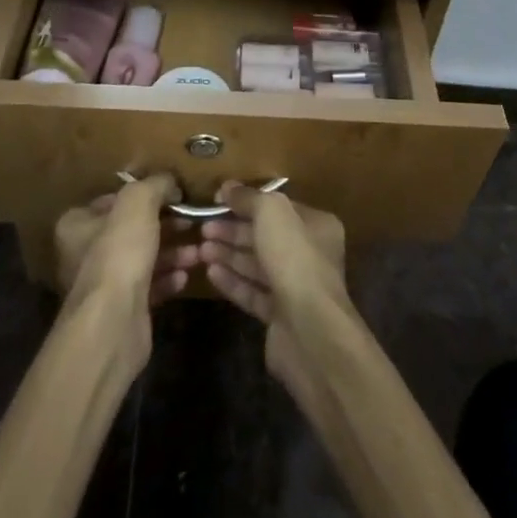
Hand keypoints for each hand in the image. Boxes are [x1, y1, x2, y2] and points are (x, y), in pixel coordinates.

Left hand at [55, 175, 199, 374]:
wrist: (113, 322)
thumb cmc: (119, 253)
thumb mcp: (138, 202)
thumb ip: (155, 185)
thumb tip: (170, 182)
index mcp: (77, 224)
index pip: (112, 200)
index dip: (142, 195)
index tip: (171, 194)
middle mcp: (84, 253)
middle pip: (131, 229)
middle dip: (165, 224)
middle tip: (191, 220)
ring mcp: (103, 284)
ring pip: (144, 258)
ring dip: (173, 253)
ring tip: (198, 251)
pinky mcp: (122, 309)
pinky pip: (150, 286)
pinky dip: (168, 279)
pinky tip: (186, 276)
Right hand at [199, 183, 348, 408]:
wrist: (309, 330)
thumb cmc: (294, 259)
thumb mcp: (271, 213)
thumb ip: (249, 197)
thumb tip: (228, 187)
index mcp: (316, 225)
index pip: (278, 208)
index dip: (248, 202)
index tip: (217, 200)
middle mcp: (309, 254)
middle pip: (265, 236)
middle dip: (233, 230)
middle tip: (202, 228)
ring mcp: (295, 287)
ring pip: (257, 264)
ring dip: (229, 255)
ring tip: (201, 250)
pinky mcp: (280, 316)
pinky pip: (253, 292)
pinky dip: (233, 281)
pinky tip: (211, 273)